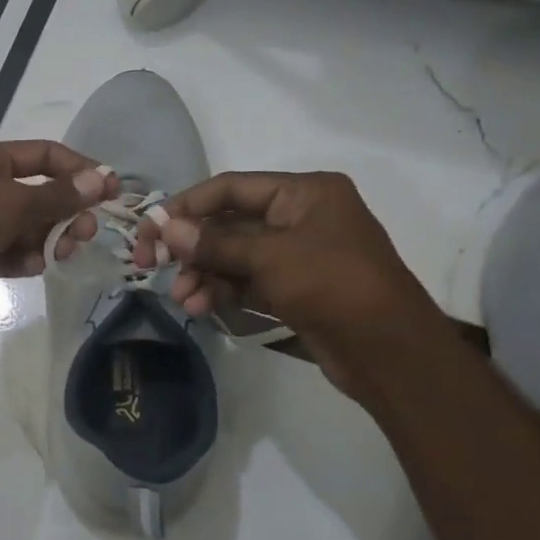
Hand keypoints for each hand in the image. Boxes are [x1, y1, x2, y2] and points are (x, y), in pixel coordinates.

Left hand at [0, 139, 116, 320]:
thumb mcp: (15, 202)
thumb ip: (59, 195)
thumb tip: (100, 178)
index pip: (46, 155)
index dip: (81, 170)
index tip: (111, 191)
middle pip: (39, 193)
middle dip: (66, 213)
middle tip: (87, 234)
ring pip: (25, 227)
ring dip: (47, 239)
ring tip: (59, 254)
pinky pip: (8, 252)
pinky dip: (22, 259)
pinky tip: (31, 268)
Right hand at [132, 170, 449, 402]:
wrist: (389, 352)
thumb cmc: (333, 285)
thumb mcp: (269, 258)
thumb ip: (214, 243)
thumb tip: (164, 227)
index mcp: (304, 192)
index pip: (231, 188)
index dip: (187, 206)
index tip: (150, 228)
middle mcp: (300, 217)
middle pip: (229, 223)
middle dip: (191, 247)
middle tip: (151, 265)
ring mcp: (297, 254)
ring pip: (233, 256)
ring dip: (202, 274)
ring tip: (181, 298)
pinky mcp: (294, 288)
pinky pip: (246, 281)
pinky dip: (221, 291)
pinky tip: (199, 307)